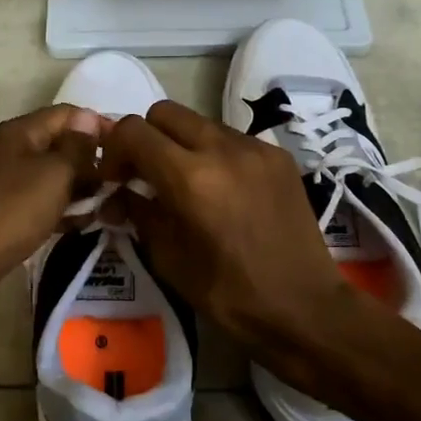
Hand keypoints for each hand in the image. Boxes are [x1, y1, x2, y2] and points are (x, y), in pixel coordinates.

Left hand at [0, 105, 103, 320]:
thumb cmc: (11, 213)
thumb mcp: (54, 175)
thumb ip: (76, 147)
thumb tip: (88, 119)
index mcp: (17, 132)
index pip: (66, 114)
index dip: (98, 125)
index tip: (129, 147)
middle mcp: (4, 150)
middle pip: (56, 144)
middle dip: (89, 160)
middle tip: (120, 183)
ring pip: (46, 176)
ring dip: (76, 188)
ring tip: (106, 206)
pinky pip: (33, 201)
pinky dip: (56, 208)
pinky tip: (77, 225)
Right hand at [102, 101, 365, 374]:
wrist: (306, 309)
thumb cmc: (230, 295)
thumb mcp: (169, 259)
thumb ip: (139, 213)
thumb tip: (119, 193)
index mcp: (190, 178)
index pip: (133, 130)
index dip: (114, 150)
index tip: (115, 179)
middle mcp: (222, 149)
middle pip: (164, 112)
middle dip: (146, 138)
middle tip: (146, 175)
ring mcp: (255, 148)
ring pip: (199, 122)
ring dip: (180, 144)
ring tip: (185, 184)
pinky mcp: (278, 156)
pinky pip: (231, 138)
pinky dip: (214, 154)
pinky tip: (222, 190)